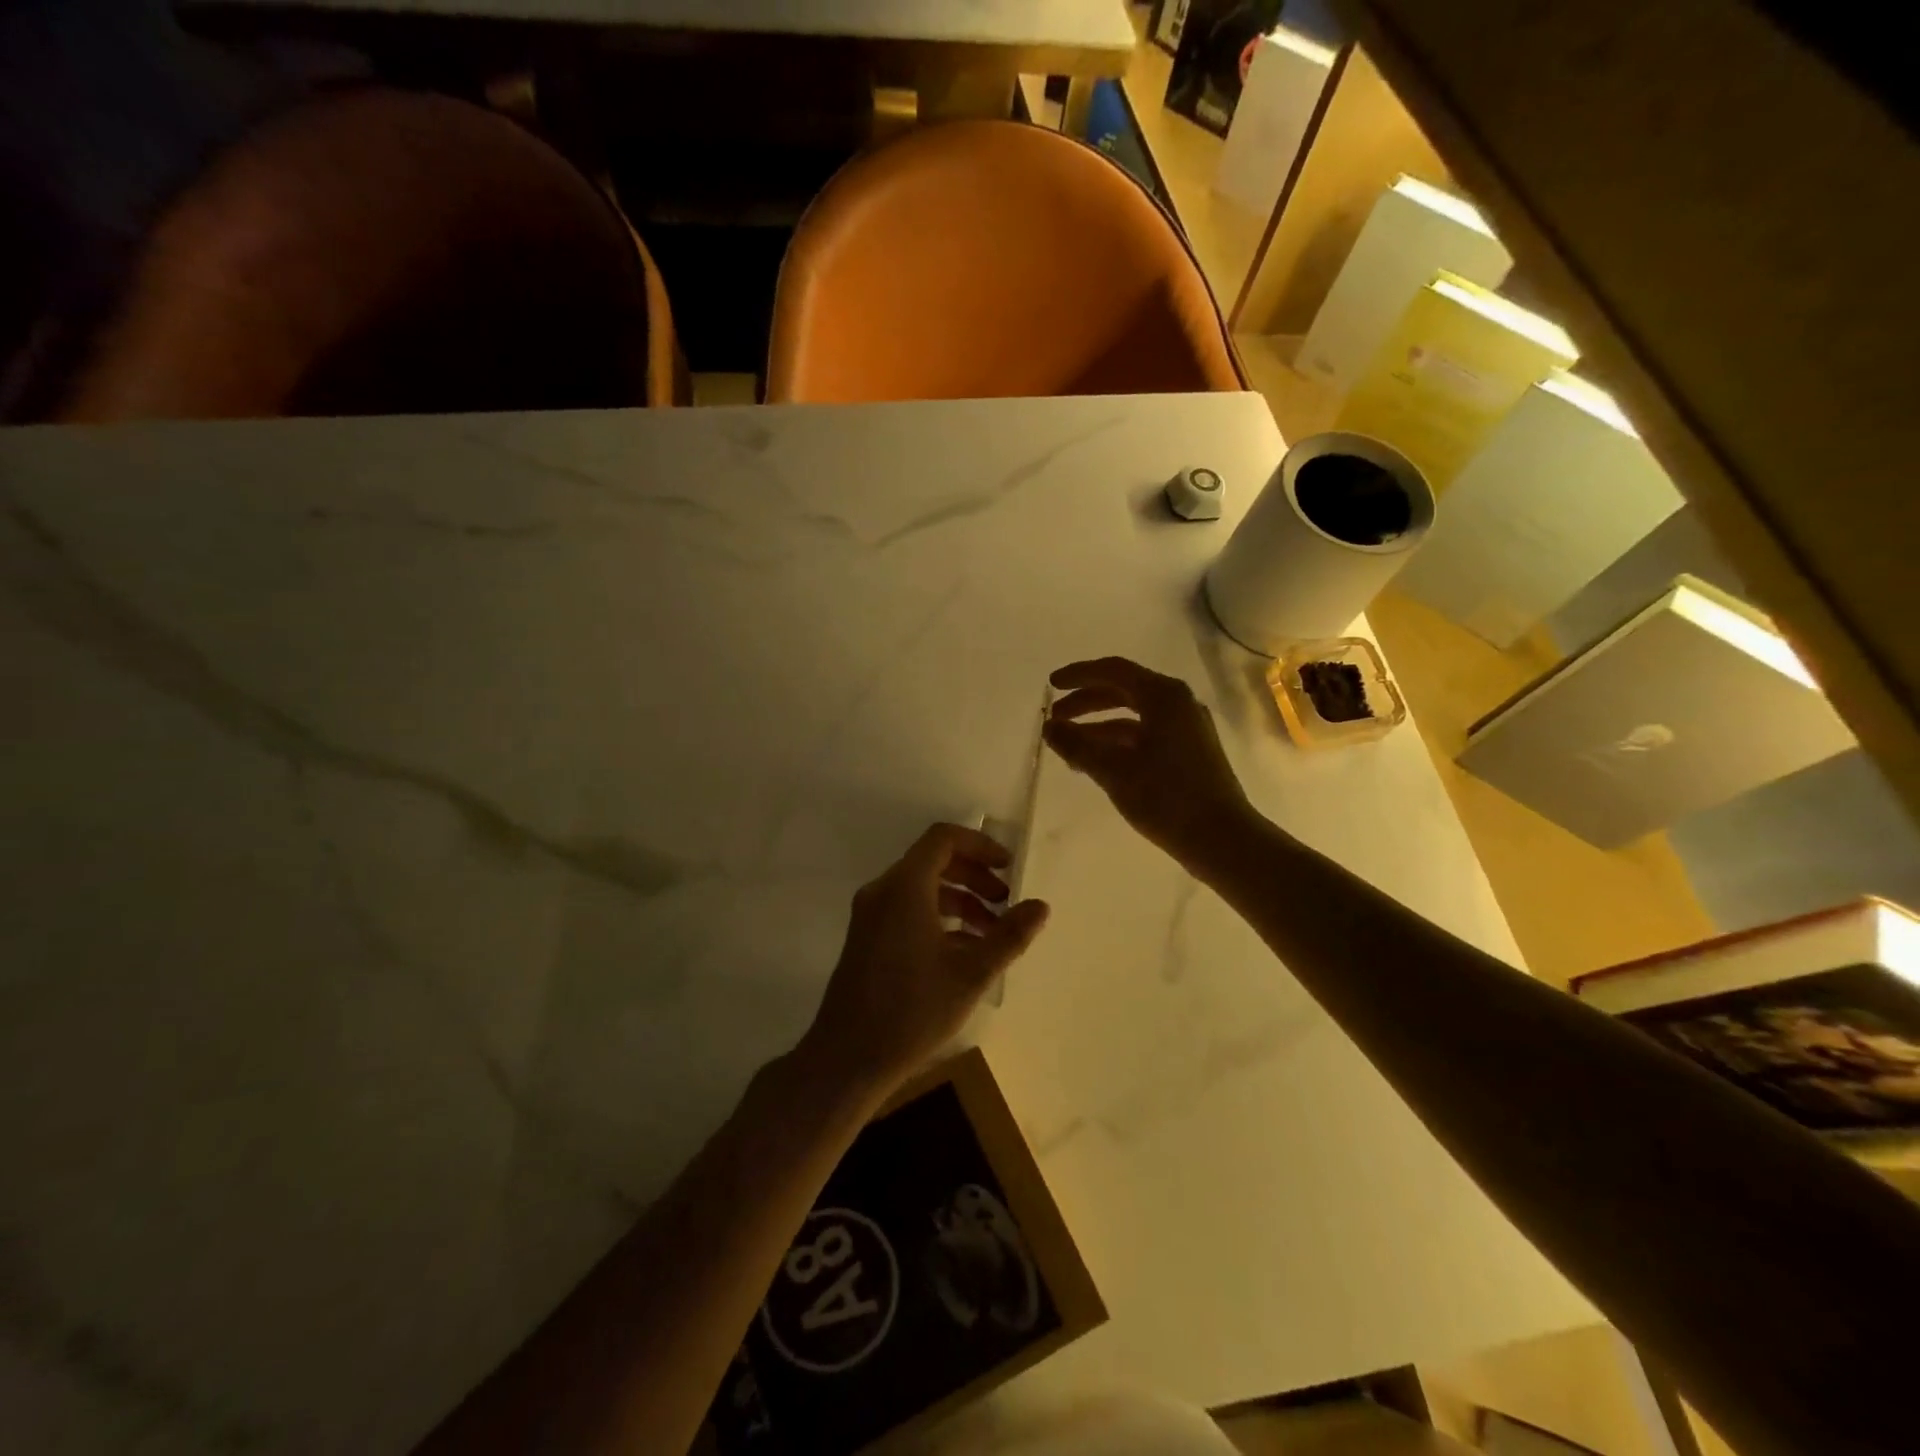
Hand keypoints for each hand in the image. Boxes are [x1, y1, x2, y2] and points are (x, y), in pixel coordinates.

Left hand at [800, 823, 1049, 1095]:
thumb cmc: (911, 1011)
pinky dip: (938, 917)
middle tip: (1005, 903)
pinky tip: (963, 951)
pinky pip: (907, 909)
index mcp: (905, 887)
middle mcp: (883, 891)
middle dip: (974, 876)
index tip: (1009, 869)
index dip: (980, 846)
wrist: (846, 1059)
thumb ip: (1008, 935)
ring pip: (921, 888)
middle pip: (933, 861)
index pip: (943, 838)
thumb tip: (1041, 906)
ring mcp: (871, 915)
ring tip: (991, 933)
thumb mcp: (970, 973)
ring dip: (960, 900)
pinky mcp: (867, 938)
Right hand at [1044, 656, 1256, 872]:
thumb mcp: (1114, 771)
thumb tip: (1049, 728)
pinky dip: (1118, 742)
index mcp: (1163, 696)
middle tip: (1055, 717)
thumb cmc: (1166, 798)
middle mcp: (1178, 703)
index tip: (1050, 685)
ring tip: (1068, 744)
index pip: (1113, 671)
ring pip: (1134, 716)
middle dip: (1086, 702)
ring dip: (1099, 725)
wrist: (1222, 838)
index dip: (1079, 675)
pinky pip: (1146, 735)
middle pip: (1124, 690)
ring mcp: (1187, 728)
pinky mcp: (1189, 752)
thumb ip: (1077, 745)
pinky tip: (1096, 761)